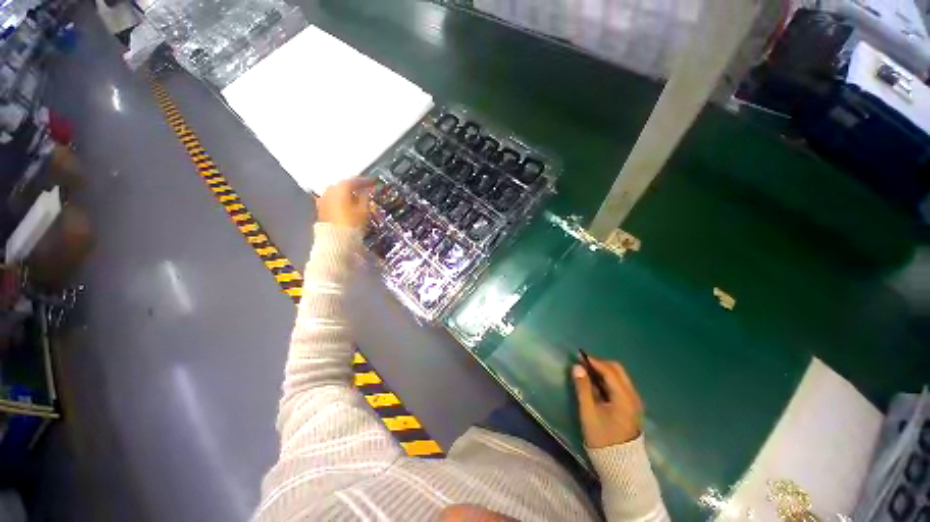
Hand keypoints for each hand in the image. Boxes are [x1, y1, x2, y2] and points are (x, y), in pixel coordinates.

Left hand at [317, 177, 374, 228]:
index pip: (355, 180)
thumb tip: (367, 191)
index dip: (365, 181)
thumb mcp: (364, 210)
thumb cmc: (352, 224)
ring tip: (357, 197)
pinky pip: (332, 199)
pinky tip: (347, 204)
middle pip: (344, 184)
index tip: (372, 182)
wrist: (336, 239)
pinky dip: (340, 199)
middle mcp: (330, 190)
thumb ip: (366, 197)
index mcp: (341, 188)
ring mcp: (323, 199)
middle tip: (365, 189)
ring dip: (347, 193)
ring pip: (337, 191)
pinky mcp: (321, 208)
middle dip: (355, 186)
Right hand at [573, 355, 642, 448]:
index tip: (579, 356)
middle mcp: (632, 396)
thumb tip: (577, 367)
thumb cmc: (602, 437)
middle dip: (600, 364)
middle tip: (584, 364)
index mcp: (624, 397)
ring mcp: (634, 402)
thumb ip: (583, 388)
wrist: (620, 464)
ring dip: (604, 371)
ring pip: (620, 377)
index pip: (609, 371)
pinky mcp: (631, 407)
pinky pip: (620, 385)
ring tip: (587, 372)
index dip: (594, 361)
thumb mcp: (589, 412)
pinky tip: (597, 384)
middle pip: (618, 371)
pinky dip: (608, 380)